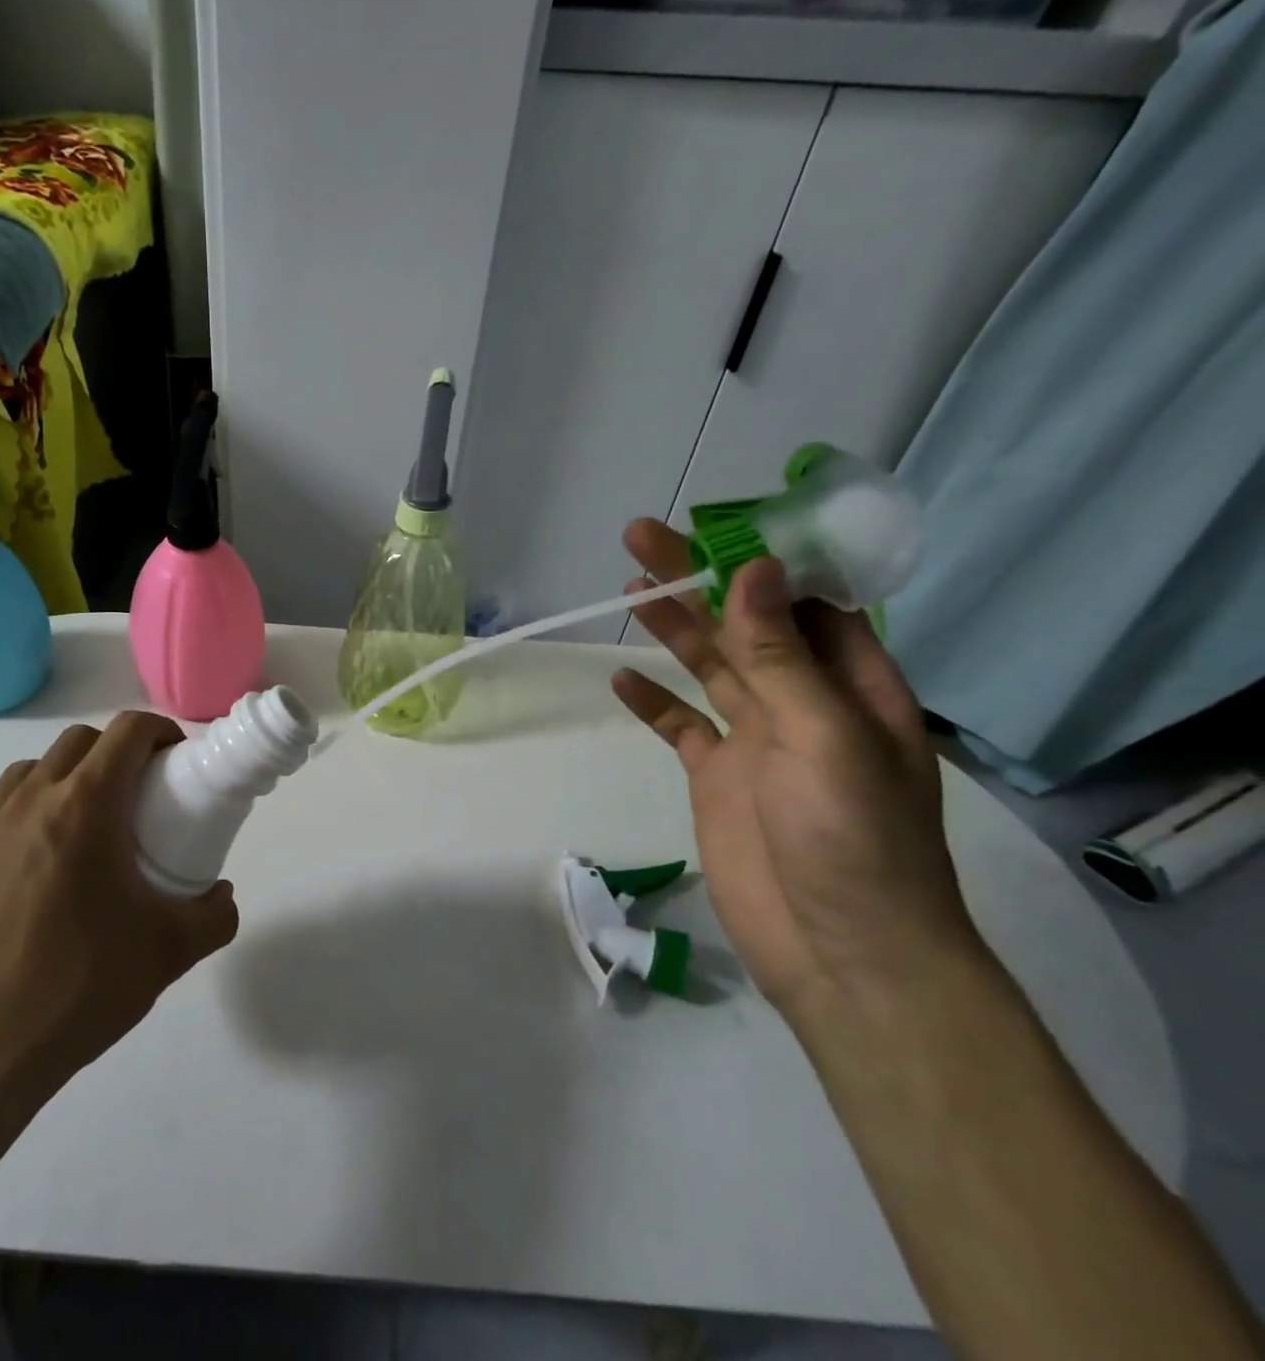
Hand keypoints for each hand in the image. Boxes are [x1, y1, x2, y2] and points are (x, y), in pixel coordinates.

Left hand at [0, 712, 240, 1100]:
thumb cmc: (80, 989)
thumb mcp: (170, 952)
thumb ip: (214, 915)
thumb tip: (221, 894)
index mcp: (83, 808)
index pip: (127, 732)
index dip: (160, 731)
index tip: (177, 760)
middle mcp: (29, 802)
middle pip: (80, 741)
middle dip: (117, 751)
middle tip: (139, 795)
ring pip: (32, 770)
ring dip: (68, 777)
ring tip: (87, 825)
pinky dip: (27, 815)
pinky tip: (38, 866)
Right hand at [611, 520, 984, 1022]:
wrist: (838, 951)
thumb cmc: (852, 840)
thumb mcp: (823, 737)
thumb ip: (780, 656)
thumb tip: (754, 569)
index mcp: (851, 686)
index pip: (808, 601)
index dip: (765, 559)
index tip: (718, 523)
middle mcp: (803, 702)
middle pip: (743, 625)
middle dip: (698, 580)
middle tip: (643, 536)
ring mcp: (756, 740)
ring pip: (708, 667)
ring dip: (671, 629)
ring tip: (630, 588)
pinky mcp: (716, 776)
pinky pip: (680, 726)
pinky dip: (652, 702)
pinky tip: (620, 680)